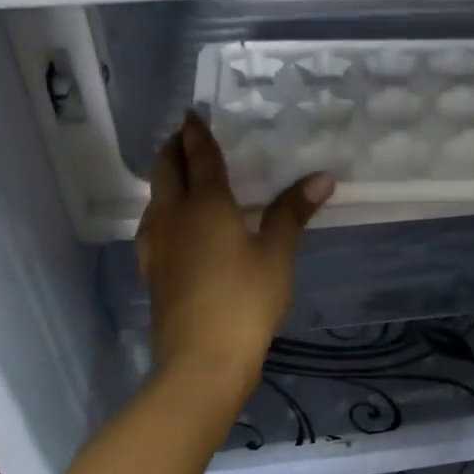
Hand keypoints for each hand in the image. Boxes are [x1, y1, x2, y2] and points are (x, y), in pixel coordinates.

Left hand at [137, 112, 334, 404]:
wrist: (201, 360)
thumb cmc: (245, 301)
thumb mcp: (276, 255)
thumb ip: (292, 212)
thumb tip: (321, 176)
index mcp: (206, 204)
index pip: (199, 156)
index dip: (197, 133)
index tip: (193, 113)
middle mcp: (173, 217)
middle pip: (166, 172)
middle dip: (173, 149)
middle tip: (185, 137)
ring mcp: (157, 246)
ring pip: (154, 199)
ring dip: (164, 180)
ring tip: (180, 177)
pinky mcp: (153, 272)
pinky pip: (153, 227)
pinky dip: (162, 212)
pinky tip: (173, 228)